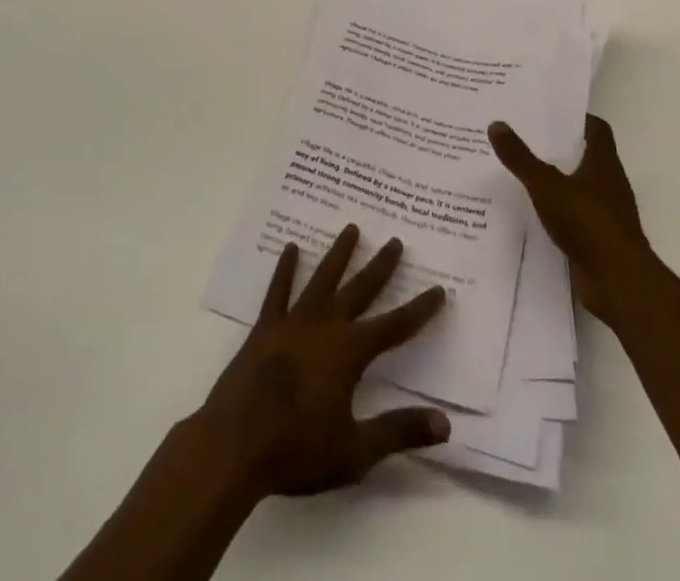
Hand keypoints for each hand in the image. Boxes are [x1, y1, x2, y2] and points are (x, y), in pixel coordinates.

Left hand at [191, 225, 450, 500]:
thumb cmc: (297, 450)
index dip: (419, 309)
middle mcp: (325, 326)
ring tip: (352, 227)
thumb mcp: (355, 451)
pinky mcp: (265, 327)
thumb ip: (399, 431)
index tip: (439, 288)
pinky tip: (291, 248)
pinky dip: (285, 269)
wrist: (235, 445)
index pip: (395, 326)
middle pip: (360, 290)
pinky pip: (278, 291)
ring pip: (322, 278)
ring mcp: (293, 322)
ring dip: (339, 253)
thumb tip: (445, 423)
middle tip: (396, 241)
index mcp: (349, 352)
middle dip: (381, 267)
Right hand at [489, 115, 651, 323]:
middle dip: (561, 147)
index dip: (577, 119)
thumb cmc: (587, 222)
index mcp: (603, 163)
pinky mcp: (599, 239)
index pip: (597, 129)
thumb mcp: (546, 185)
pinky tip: (534, 211)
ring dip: (558, 179)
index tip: (551, 113)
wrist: (618, 282)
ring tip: (524, 172)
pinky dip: (559, 210)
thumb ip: (521, 158)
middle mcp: (609, 183)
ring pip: (580, 186)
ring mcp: (606, 213)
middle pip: (587, 156)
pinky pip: (576, 215)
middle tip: (526, 137)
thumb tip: (496, 124)